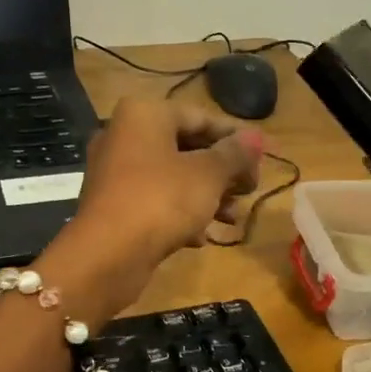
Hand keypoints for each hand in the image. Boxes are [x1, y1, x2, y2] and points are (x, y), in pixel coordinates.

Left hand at [49, 97, 263, 309]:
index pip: (201, 117)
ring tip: (232, 218)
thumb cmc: (161, 201)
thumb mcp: (208, 175)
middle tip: (249, 191)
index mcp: (144, 115)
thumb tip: (257, 137)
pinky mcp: (113, 206)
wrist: (106, 256)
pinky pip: (155, 202)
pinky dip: (180, 215)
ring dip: (207, 197)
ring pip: (173, 178)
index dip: (236, 139)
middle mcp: (124, 136)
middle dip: (222, 172)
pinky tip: (202, 237)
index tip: (264, 160)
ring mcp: (115, 173)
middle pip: (187, 147)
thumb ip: (235, 154)